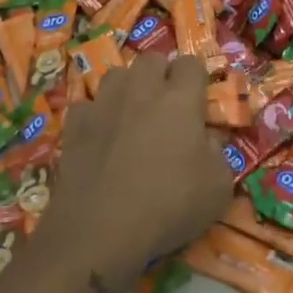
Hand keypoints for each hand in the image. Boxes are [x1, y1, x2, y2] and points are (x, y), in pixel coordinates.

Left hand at [42, 55, 233, 292]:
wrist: (100, 233)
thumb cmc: (168, 207)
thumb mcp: (218, 188)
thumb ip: (218, 153)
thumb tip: (208, 139)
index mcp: (180, 99)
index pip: (191, 63)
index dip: (196, 78)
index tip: (199, 101)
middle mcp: (141, 91)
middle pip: (151, 60)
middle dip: (161, 74)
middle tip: (166, 105)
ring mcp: (103, 105)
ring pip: (116, 74)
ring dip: (127, 87)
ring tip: (132, 114)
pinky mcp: (74, 127)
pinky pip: (87, 106)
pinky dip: (95, 115)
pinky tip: (100, 136)